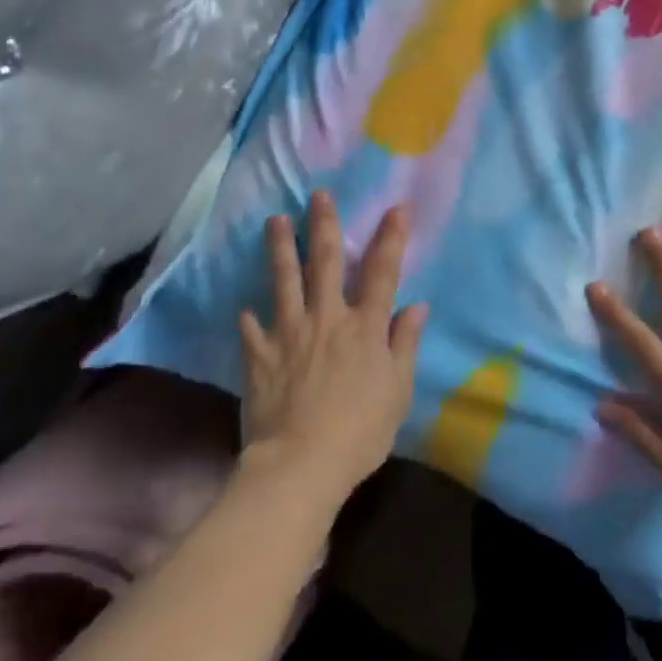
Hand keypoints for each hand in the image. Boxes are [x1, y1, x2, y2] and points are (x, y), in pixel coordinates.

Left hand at [239, 193, 428, 501]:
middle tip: (319, 194)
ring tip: (275, 221)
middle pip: (325, 262)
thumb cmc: (360, 431)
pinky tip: (245, 308)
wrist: (300, 465)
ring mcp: (289, 334)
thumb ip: (405, 344)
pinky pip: (252, 329)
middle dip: (324, 225)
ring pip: (284, 281)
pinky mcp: (260, 356)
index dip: (391, 237)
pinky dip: (250, 318)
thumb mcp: (398, 391)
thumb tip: (416, 306)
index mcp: (364, 327)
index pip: (382, 272)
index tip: (397, 207)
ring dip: (281, 248)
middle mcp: (327, 319)